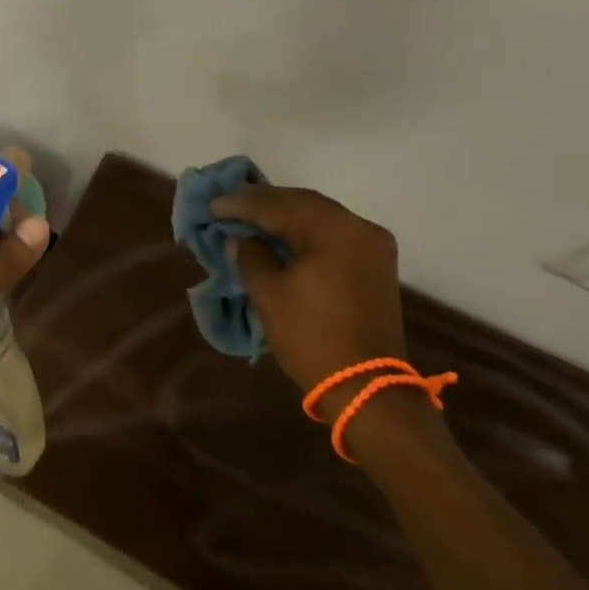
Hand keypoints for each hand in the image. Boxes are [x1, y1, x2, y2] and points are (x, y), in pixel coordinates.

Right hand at [210, 185, 407, 421]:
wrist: (365, 386)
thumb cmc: (311, 337)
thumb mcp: (269, 294)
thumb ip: (250, 256)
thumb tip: (240, 238)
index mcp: (335, 232)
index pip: (280, 207)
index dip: (242, 204)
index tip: (213, 204)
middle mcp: (360, 228)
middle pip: (305, 203)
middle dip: (265, 202)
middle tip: (229, 203)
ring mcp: (373, 245)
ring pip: (321, 216)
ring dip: (285, 214)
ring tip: (250, 214)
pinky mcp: (375, 263)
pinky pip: (334, 233)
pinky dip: (305, 229)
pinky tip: (281, 232)